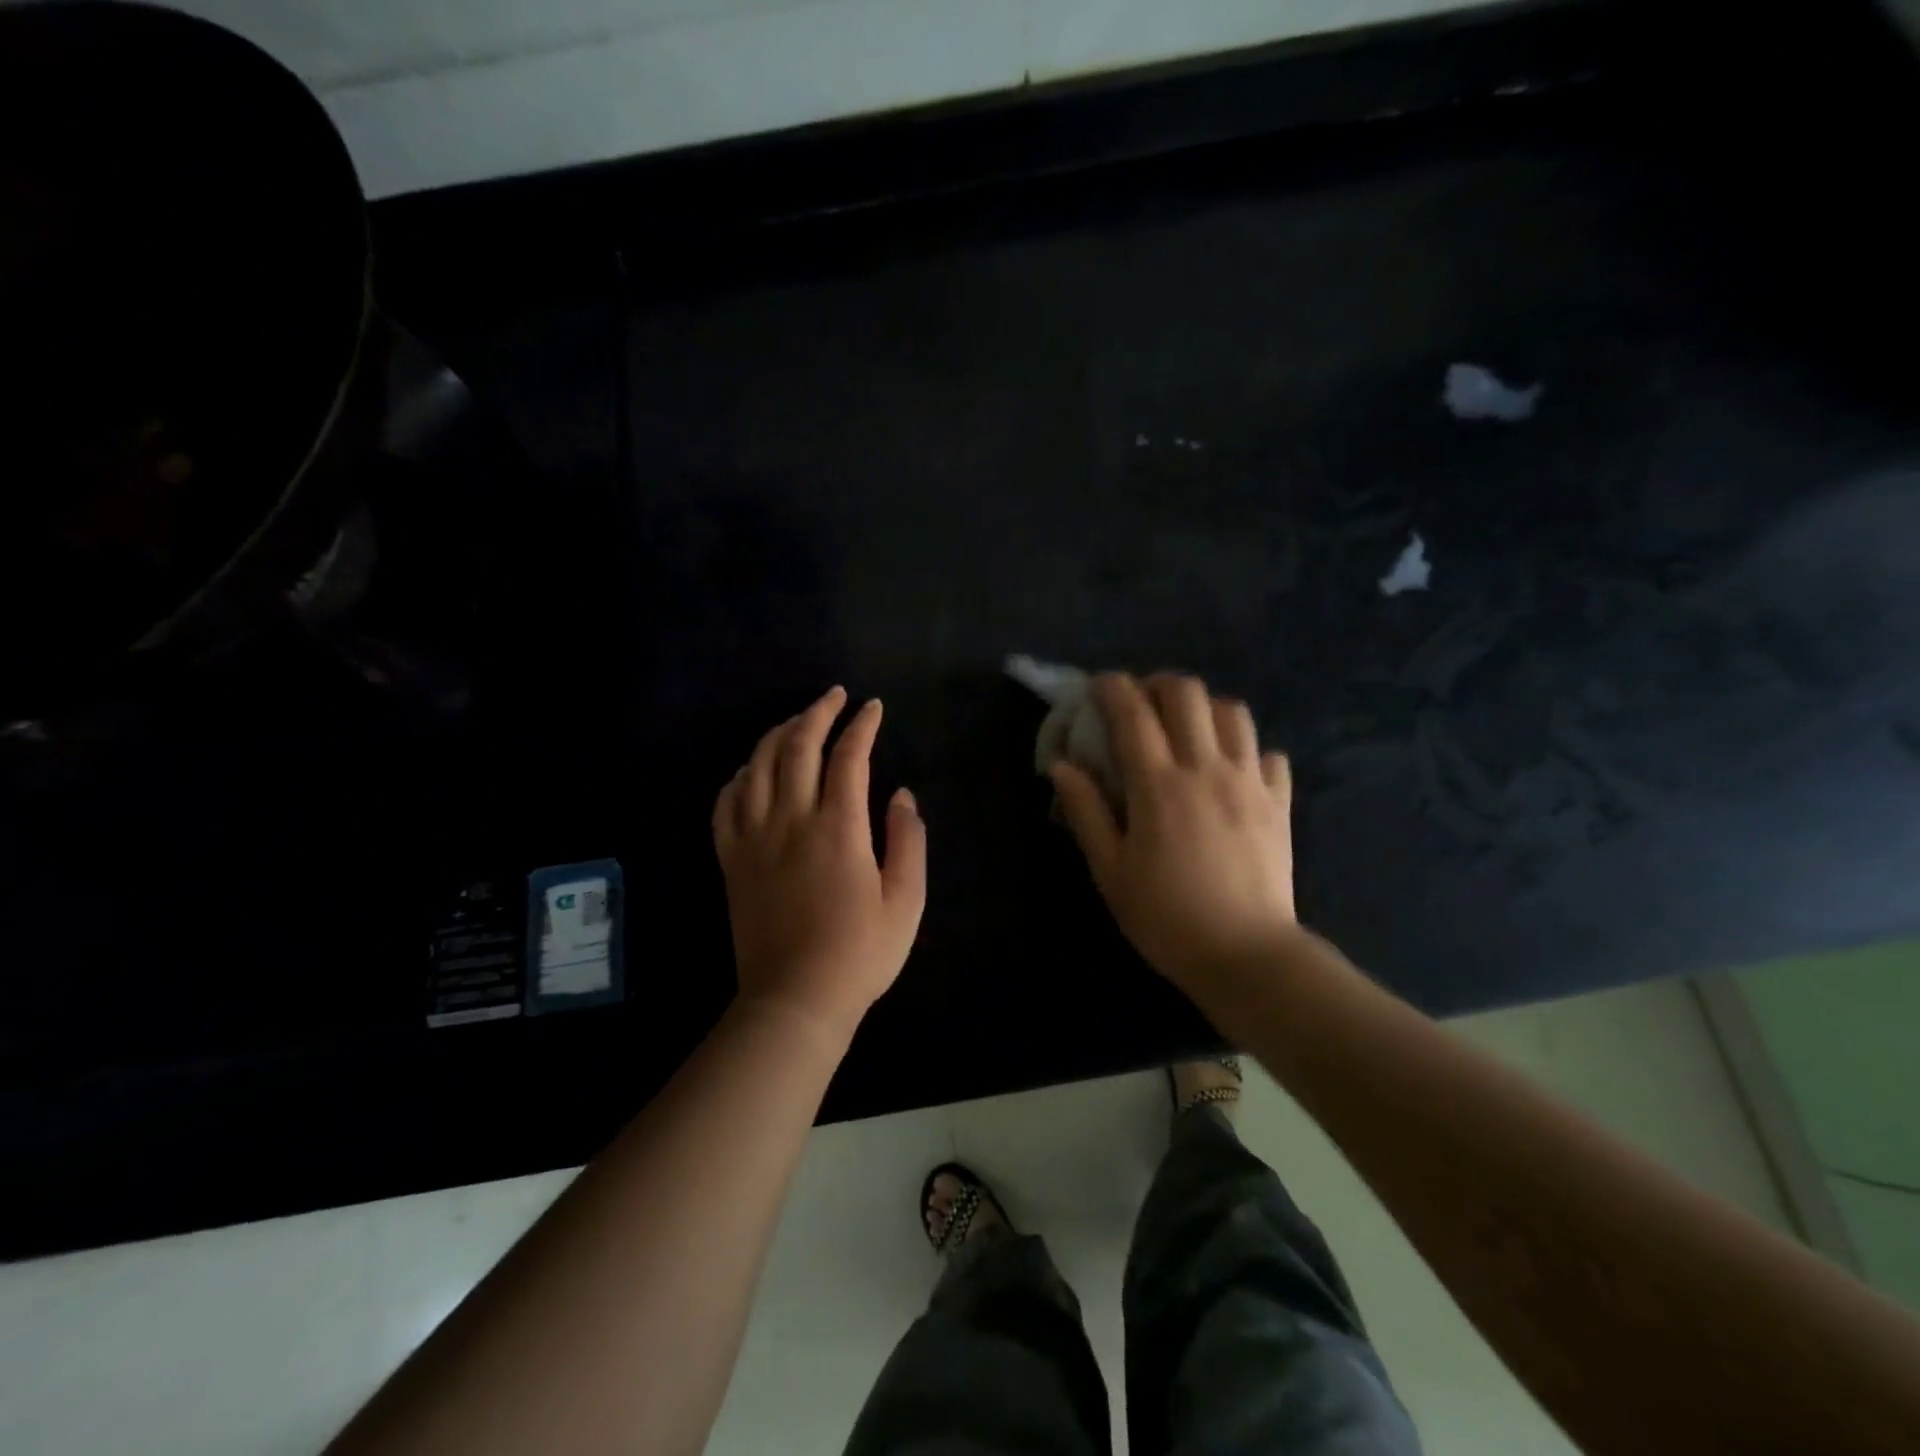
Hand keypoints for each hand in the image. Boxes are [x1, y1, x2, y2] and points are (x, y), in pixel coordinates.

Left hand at [713, 686, 926, 1039]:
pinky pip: (726, 802)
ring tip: (797, 722)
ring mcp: (753, 838)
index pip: (848, 757)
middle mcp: (791, 820)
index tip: (873, 708)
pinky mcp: (731, 859)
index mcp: (838, 828)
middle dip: (817, 712)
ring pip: (758, 765)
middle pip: (798, 746)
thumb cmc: (860, 953)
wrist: (795, 1000)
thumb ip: (908, 841)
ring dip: (778, 734)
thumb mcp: (906, 901)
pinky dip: (740, 775)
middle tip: (834, 696)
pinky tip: (752, 770)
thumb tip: (901, 796)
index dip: (862, 725)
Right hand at [1049, 673, 1298, 1003]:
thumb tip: (1062, 765)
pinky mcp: (1279, 801)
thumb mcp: (1110, 871)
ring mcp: (1250, 781)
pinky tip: (1231, 770)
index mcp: (1159, 785)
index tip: (1098, 687)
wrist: (1247, 955)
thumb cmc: (1166, 917)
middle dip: (1157, 685)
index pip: (1133, 711)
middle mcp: (1207, 768)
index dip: (1111, 687)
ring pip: (1233, 711)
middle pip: (1187, 693)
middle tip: (1141, 707)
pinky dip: (1246, 749)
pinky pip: (1268, 753)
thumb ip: (1085, 812)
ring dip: (1203, 709)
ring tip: (1186, 732)